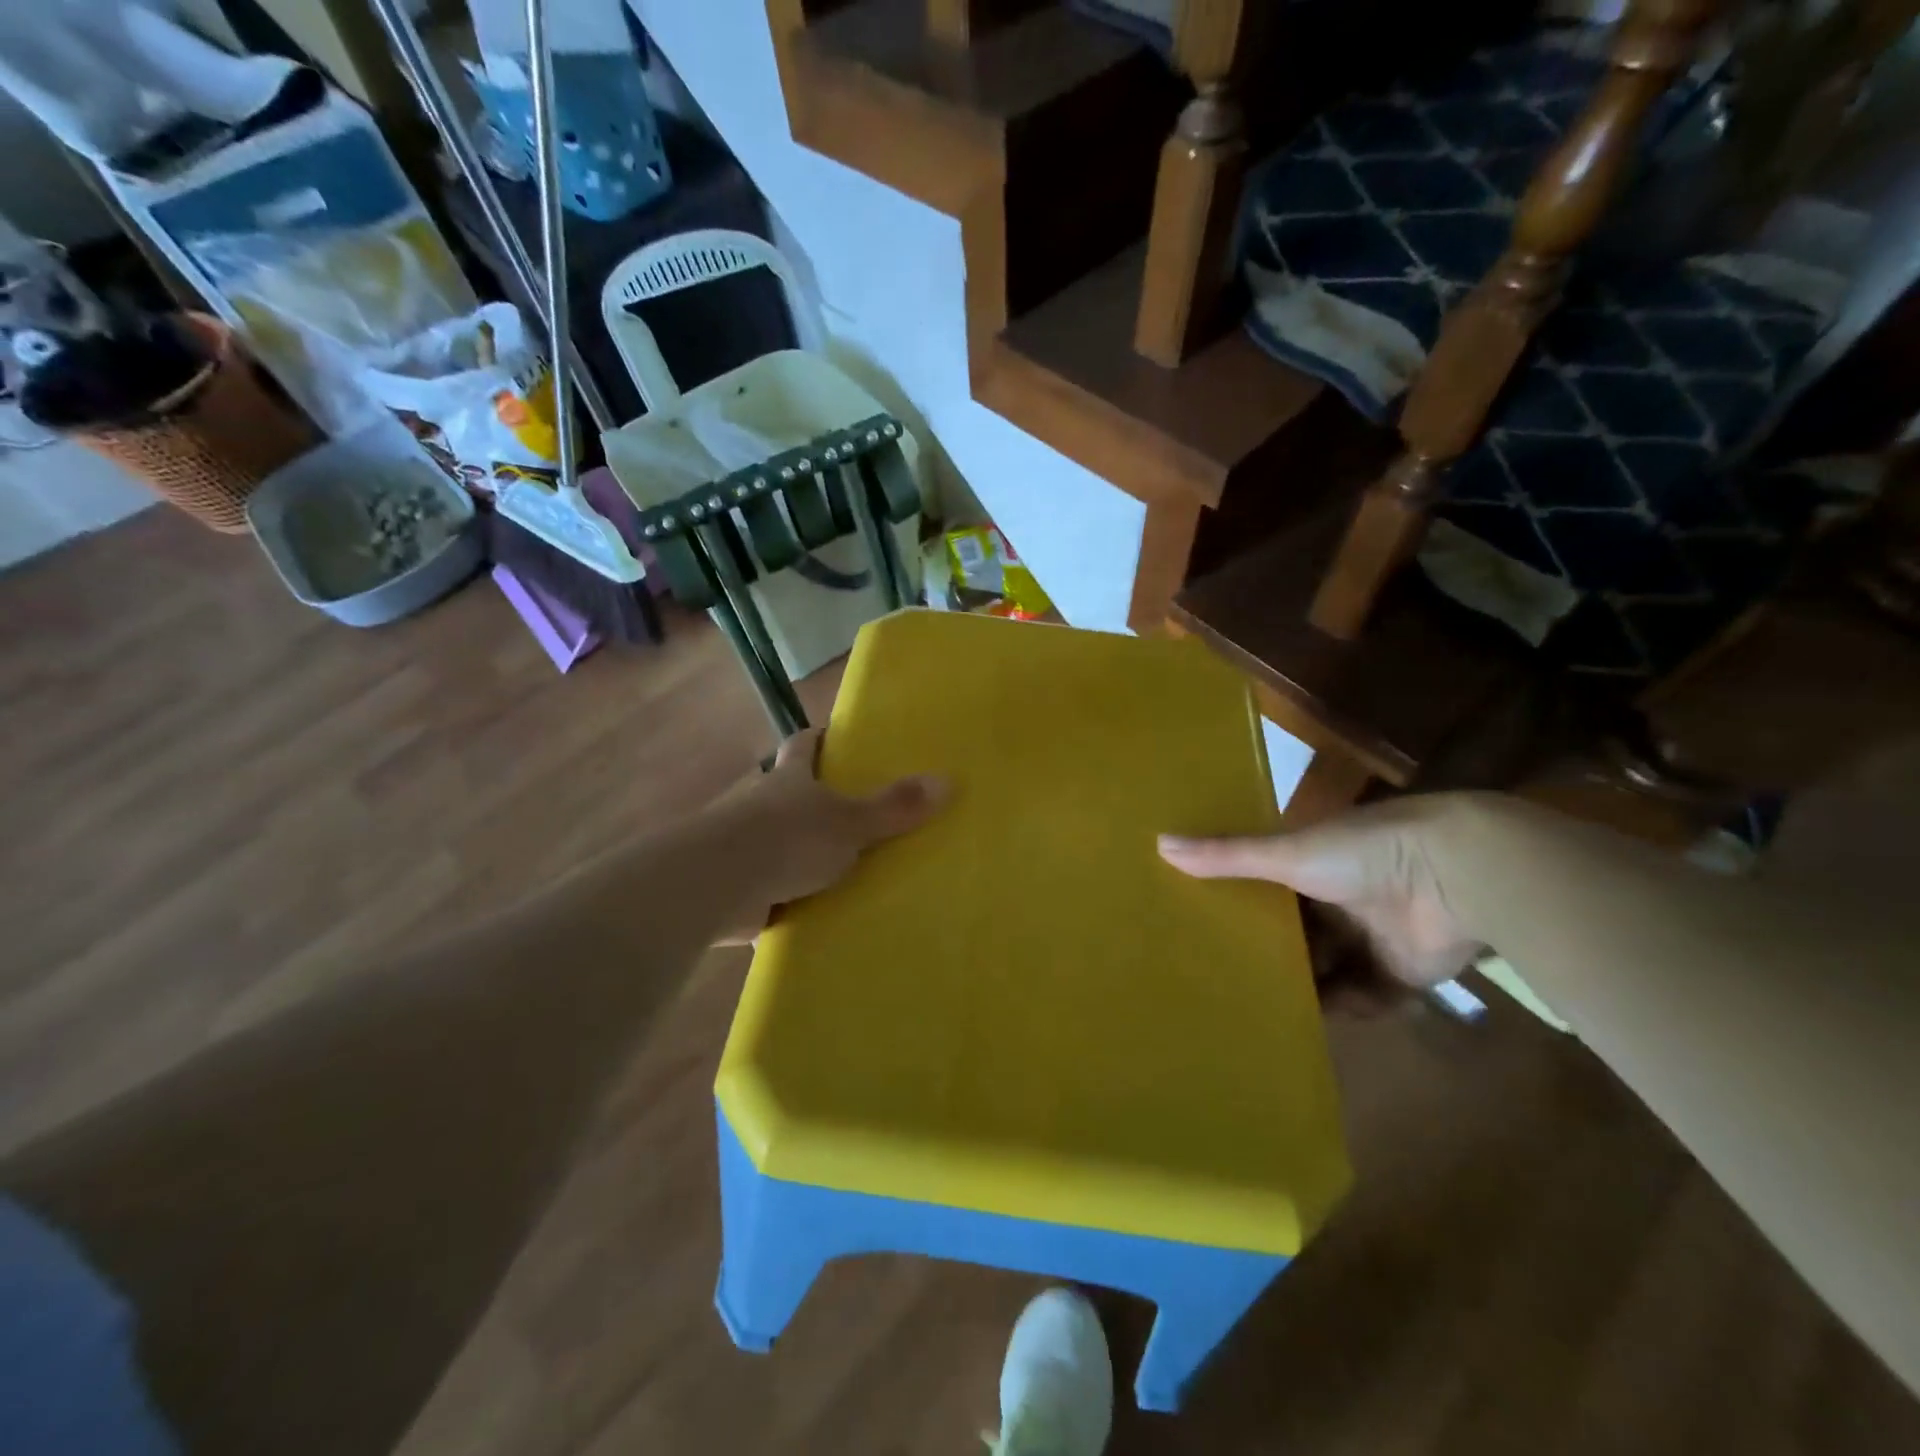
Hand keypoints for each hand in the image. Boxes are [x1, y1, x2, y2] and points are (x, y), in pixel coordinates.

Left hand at [704, 729, 946, 941]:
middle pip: (787, 792)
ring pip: (777, 840)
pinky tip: (812, 910)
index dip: (819, 738)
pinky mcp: (737, 887)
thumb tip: (947, 780)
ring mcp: (744, 846)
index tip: (834, 736)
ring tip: (841, 868)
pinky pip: (769, 887)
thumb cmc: (785, 839)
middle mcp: (762, 805)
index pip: (803, 745)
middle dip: (812, 799)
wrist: (714, 886)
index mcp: (789, 780)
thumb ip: (893, 808)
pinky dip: (786, 895)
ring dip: (799, 851)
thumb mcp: (848, 823)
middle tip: (853, 811)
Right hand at [1158, 796, 1487, 1003]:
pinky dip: (1347, 1009)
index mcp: (1312, 864)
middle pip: (1296, 934)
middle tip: (1223, 980)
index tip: (1202, 926)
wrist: (1457, 876)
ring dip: (1305, 988)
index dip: (1239, 905)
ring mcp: (1372, 937)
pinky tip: (1313, 1027)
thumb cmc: (1362, 854)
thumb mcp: (1286, 854)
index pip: (1266, 887)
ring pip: (1328, 969)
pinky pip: (1366, 998)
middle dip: (1269, 954)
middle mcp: (1338, 900)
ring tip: (1259, 1012)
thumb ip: (1227, 855)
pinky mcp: (1402, 973)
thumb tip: (1158, 844)